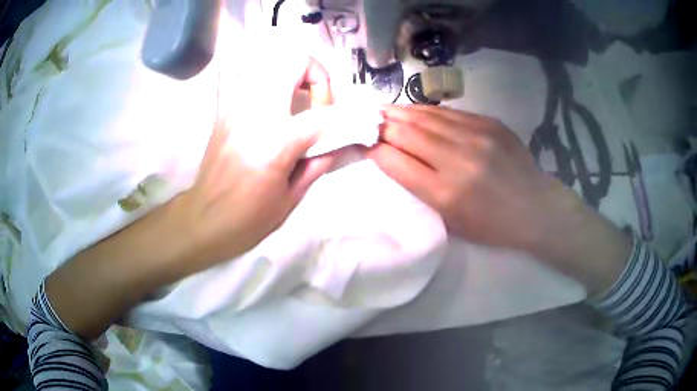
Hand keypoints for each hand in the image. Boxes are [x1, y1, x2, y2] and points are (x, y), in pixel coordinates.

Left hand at [173, 63, 334, 272]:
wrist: (207, 219)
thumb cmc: (251, 216)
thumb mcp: (293, 196)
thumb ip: (320, 161)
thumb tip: (341, 140)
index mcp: (278, 142)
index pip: (323, 113)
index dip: (340, 116)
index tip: (339, 126)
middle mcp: (256, 114)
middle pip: (294, 62)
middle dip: (316, 73)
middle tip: (316, 99)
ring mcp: (235, 107)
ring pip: (264, 59)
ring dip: (285, 68)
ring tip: (292, 89)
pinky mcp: (221, 109)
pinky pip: (232, 72)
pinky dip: (248, 70)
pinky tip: (258, 84)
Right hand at [369, 105, 630, 293]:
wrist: (536, 208)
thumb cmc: (492, 225)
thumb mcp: (452, 220)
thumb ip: (422, 188)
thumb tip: (395, 157)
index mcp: (446, 193)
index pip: (396, 162)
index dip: (375, 150)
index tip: (364, 144)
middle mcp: (459, 160)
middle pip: (407, 133)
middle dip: (382, 126)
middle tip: (367, 120)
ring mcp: (477, 136)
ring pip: (426, 117)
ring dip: (401, 113)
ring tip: (384, 110)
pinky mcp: (490, 123)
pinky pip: (449, 113)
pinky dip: (427, 112)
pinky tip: (415, 111)